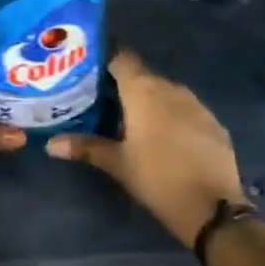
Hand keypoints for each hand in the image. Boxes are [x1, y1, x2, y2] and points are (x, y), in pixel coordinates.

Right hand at [45, 51, 244, 246]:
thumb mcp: (118, 164)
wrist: (212, 206)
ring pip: (166, 93)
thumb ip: (86, 147)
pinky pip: (186, 110)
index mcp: (143, 91)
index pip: (122, 59)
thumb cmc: (157, 178)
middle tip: (104, 103)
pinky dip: (173, 117)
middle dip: (125, 86)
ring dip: (151, 102)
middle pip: (143, 76)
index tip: (90, 74)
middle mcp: (171, 88)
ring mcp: (196, 104)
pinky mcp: (213, 122)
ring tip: (132, 121)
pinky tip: (166, 138)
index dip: (106, 62)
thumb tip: (50, 144)